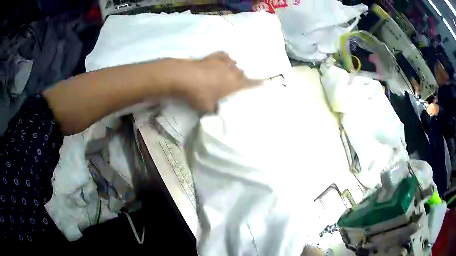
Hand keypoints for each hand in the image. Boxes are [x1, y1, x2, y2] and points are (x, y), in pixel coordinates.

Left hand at [175, 52, 258, 111]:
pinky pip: (223, 55)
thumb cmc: (199, 94)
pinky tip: (223, 58)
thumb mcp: (207, 106)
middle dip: (242, 77)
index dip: (257, 83)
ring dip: (234, 67)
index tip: (264, 82)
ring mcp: (222, 62)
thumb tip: (216, 109)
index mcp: (234, 84)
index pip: (249, 83)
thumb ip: (214, 108)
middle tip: (239, 81)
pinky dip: (225, 57)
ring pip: (233, 63)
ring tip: (231, 70)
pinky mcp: (212, 56)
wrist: (184, 77)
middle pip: (241, 72)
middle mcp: (231, 71)